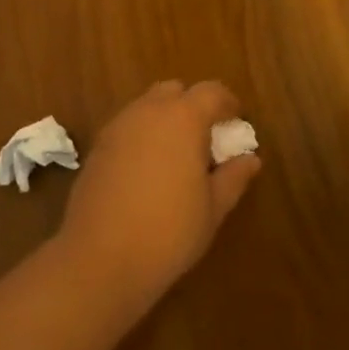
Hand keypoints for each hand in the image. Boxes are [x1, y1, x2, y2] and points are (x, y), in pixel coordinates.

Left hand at [57, 80, 261, 317]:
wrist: (99, 259)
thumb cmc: (168, 232)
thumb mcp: (213, 208)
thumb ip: (234, 177)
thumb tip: (250, 158)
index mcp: (183, 117)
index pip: (212, 91)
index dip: (228, 104)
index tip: (237, 124)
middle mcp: (148, 111)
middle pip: (175, 91)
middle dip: (193, 106)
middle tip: (205, 140)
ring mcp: (118, 126)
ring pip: (148, 106)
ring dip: (165, 119)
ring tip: (176, 157)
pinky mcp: (97, 147)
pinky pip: (128, 127)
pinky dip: (143, 136)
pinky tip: (148, 171)